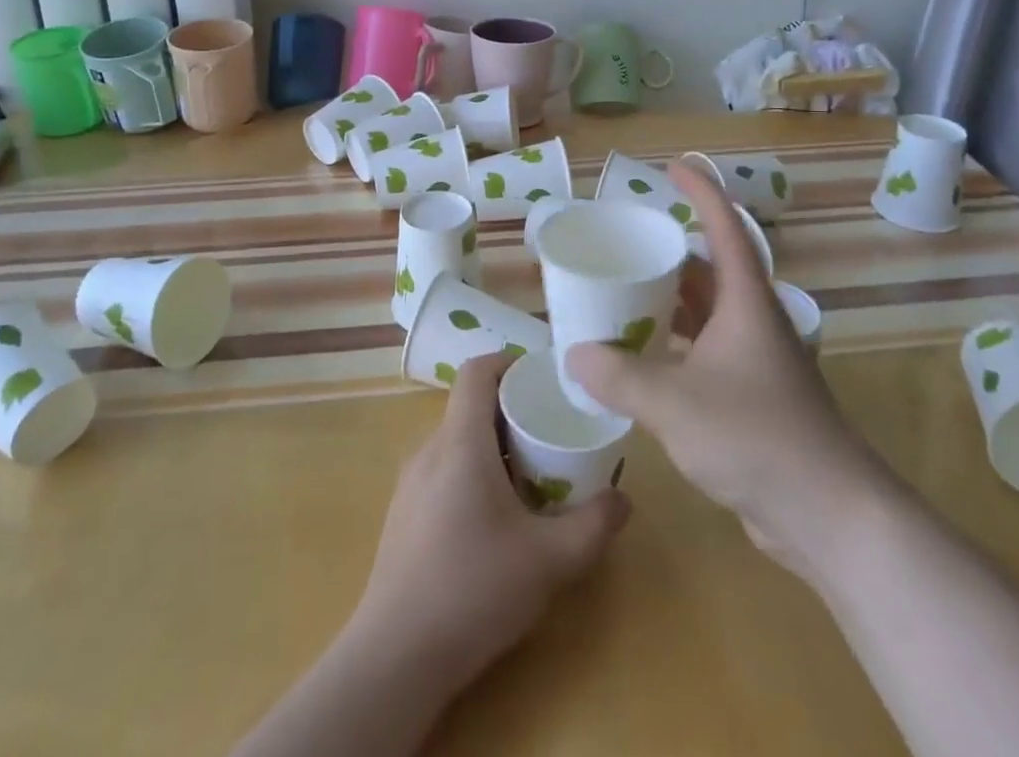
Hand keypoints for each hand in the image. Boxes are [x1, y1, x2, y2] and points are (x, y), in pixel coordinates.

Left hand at [347, 352, 630, 694]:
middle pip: (469, 406)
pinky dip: (472, 473)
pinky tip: (495, 519)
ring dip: (492, 446)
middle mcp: (430, 450)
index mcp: (460, 442)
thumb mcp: (550, 560)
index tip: (542, 378)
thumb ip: (593, 526)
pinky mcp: (403, 515)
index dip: (509, 362)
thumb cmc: (474, 589)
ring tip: (531, 476)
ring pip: (456, 441)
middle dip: (511, 410)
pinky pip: (443, 471)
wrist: (396, 657)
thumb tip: (622, 499)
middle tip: (550, 432)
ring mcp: (410, 483)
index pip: (477, 371)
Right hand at [566, 163, 878, 576]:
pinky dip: (674, 346)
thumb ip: (619, 376)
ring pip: (707, 314)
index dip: (701, 191)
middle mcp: (753, 322)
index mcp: (745, 302)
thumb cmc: (756, 437)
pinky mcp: (753, 398)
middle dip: (670, 252)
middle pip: (710, 270)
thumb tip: (574, 355)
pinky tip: (643, 362)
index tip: (674, 166)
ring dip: (670, 303)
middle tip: (626, 244)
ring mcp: (756, 361)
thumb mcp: (674, 402)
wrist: (831, 515)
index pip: (725, 227)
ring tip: (623, 297)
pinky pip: (705, 352)